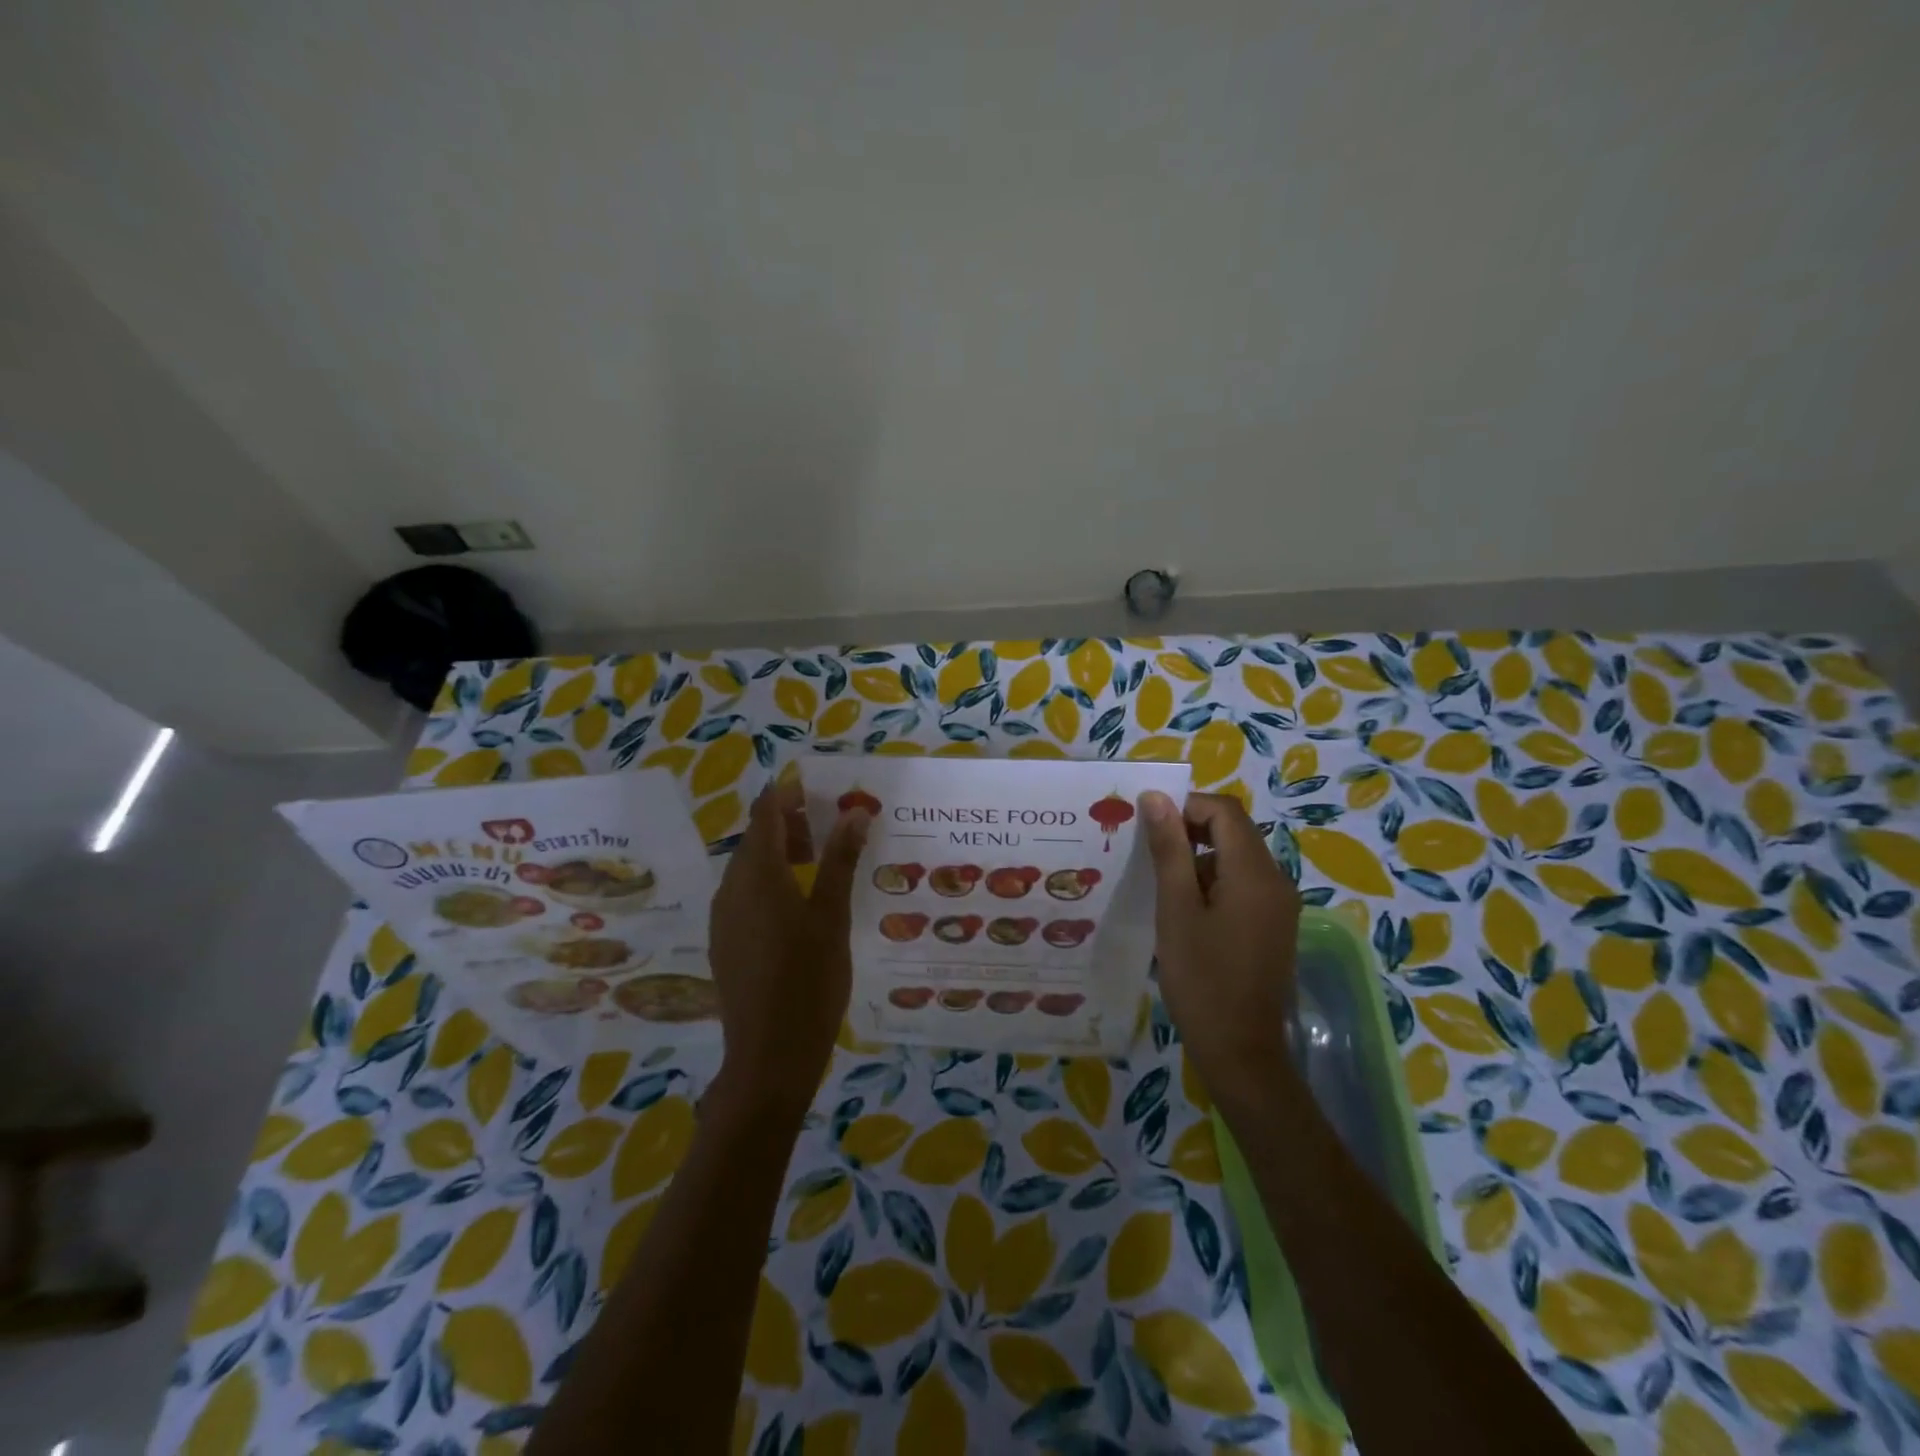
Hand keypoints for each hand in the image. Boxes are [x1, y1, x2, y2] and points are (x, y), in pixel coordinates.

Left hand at [708, 778, 869, 1118]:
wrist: (769, 1055)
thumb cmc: (809, 979)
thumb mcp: (832, 915)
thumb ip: (840, 860)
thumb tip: (855, 812)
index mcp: (757, 874)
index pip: (766, 812)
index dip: (791, 795)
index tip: (823, 793)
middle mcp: (731, 887)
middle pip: (757, 838)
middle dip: (792, 825)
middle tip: (834, 832)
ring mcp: (723, 916)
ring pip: (750, 868)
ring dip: (782, 855)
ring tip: (823, 867)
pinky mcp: (724, 941)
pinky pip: (745, 894)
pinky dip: (771, 883)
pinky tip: (800, 907)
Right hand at [1139, 791, 1302, 1115]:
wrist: (1241, 1052)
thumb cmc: (1201, 978)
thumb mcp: (1176, 909)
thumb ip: (1169, 849)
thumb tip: (1156, 797)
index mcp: (1255, 873)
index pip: (1225, 811)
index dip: (1186, 806)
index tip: (1149, 828)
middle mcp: (1276, 881)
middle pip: (1234, 831)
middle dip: (1190, 831)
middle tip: (1148, 854)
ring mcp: (1279, 905)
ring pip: (1236, 858)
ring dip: (1198, 859)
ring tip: (1160, 887)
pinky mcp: (1274, 926)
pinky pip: (1243, 885)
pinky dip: (1213, 883)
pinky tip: (1184, 912)